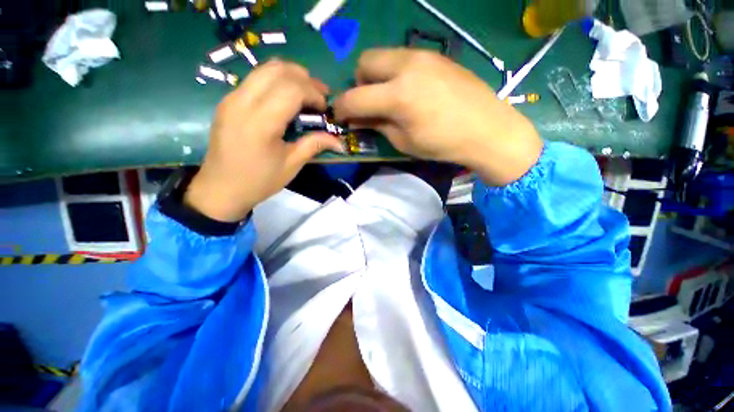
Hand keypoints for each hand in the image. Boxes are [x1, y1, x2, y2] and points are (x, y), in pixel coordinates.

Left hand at [185, 60, 344, 221]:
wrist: (221, 188)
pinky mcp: (228, 101)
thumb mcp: (291, 165)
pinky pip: (255, 79)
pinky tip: (286, 98)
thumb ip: (314, 145)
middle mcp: (243, 102)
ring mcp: (232, 98)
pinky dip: (276, 81)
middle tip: (320, 96)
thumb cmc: (259, 181)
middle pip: (278, 70)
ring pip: (264, 69)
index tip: (324, 108)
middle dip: (305, 78)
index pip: (292, 89)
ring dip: (290, 75)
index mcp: (261, 122)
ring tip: (306, 93)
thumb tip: (340, 141)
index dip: (313, 93)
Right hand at [333, 49, 542, 185]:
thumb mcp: (403, 142)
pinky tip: (410, 90)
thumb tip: (359, 118)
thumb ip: (377, 125)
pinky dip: (395, 73)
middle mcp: (406, 66)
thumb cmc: (442, 144)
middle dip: (359, 83)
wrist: (487, 129)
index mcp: (398, 95)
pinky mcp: (436, 55)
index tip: (342, 116)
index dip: (342, 108)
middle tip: (368, 103)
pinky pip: (403, 58)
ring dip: (377, 76)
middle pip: (365, 62)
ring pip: (384, 56)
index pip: (354, 97)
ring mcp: (423, 56)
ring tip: (389, 97)